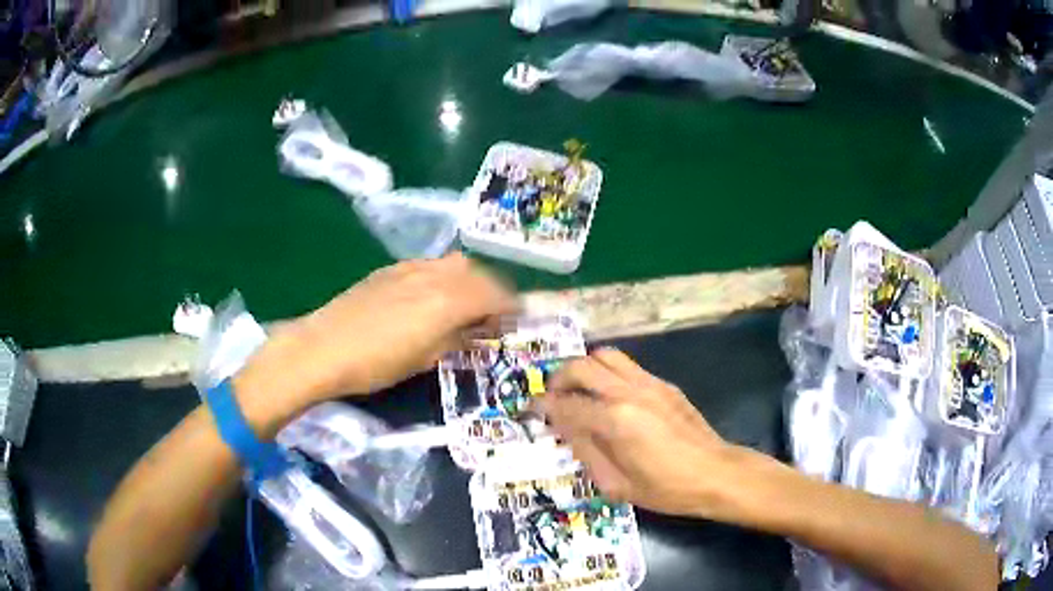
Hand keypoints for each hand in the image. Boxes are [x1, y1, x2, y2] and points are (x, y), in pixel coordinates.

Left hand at [241, 253, 516, 408]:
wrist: (324, 346)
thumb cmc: (376, 364)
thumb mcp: (425, 359)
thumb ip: (457, 339)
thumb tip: (477, 332)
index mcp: (449, 300)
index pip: (495, 293)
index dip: (511, 306)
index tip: (516, 320)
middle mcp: (435, 275)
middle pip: (478, 273)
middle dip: (493, 290)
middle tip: (493, 315)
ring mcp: (411, 268)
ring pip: (454, 264)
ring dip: (469, 280)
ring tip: (465, 304)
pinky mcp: (391, 269)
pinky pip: (431, 265)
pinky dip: (444, 276)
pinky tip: (433, 295)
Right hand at [541, 349, 744, 518]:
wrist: (716, 473)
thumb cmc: (665, 489)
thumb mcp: (616, 484)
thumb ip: (585, 451)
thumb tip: (565, 428)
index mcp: (614, 421)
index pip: (566, 405)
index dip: (542, 406)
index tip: (530, 409)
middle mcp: (628, 393)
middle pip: (581, 366)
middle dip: (558, 377)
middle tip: (553, 396)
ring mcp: (649, 384)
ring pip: (606, 356)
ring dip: (585, 368)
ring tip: (579, 389)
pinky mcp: (664, 384)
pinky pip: (628, 366)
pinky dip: (608, 373)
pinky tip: (610, 396)